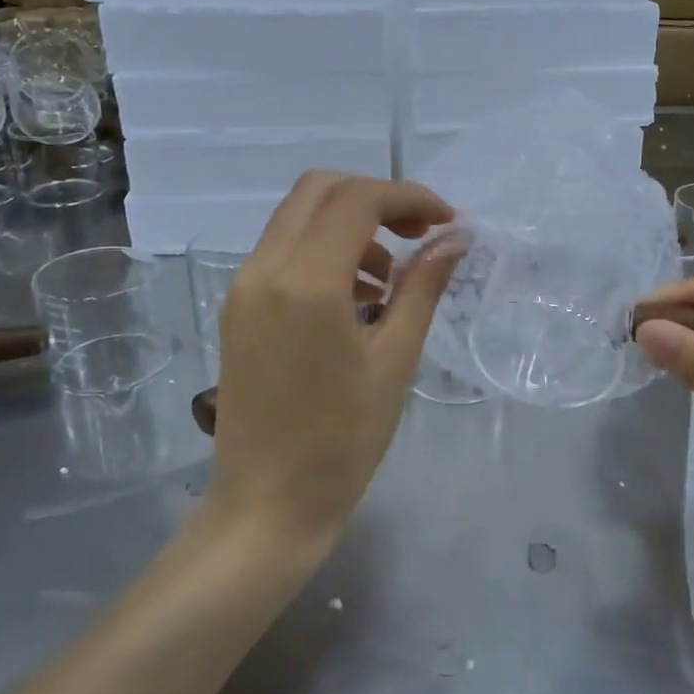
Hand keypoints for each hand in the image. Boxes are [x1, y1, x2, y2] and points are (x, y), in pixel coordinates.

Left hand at [208, 173, 462, 542]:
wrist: (267, 505)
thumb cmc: (343, 441)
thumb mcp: (395, 359)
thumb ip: (423, 286)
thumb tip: (456, 237)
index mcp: (305, 282)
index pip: (358, 200)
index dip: (409, 197)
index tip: (447, 222)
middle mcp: (263, 269)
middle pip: (319, 189)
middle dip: (377, 198)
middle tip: (420, 233)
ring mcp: (243, 287)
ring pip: (297, 216)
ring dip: (349, 224)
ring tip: (391, 277)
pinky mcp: (237, 308)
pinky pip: (282, 251)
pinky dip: (323, 250)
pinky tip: (356, 297)